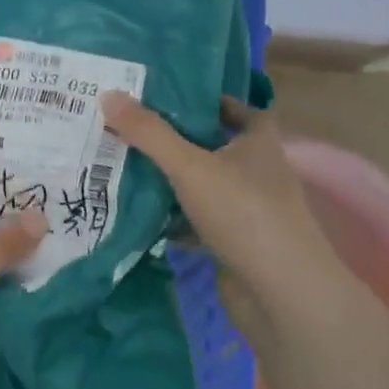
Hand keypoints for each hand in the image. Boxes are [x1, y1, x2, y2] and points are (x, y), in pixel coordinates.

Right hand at [100, 92, 338, 293]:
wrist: (281, 293)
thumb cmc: (244, 213)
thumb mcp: (190, 166)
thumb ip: (149, 133)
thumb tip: (108, 95)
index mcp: (259, 144)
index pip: (243, 111)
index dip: (214, 102)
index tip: (174, 99)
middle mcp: (259, 174)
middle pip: (218, 149)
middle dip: (181, 141)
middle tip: (135, 130)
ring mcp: (249, 212)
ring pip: (206, 187)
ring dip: (175, 182)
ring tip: (129, 167)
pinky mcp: (236, 245)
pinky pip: (199, 223)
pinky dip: (175, 220)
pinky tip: (142, 216)